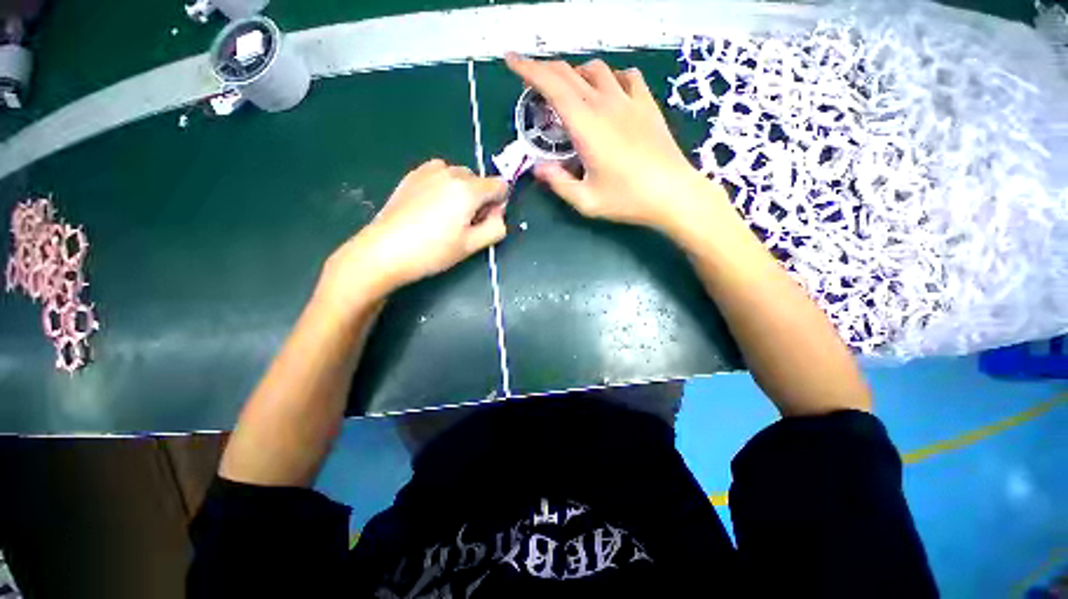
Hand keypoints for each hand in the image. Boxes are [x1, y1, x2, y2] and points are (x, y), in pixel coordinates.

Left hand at [318, 159, 506, 309]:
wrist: (384, 251)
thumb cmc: (432, 251)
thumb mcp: (472, 246)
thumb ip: (496, 227)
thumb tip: (498, 213)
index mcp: (468, 190)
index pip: (500, 185)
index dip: (498, 204)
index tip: (484, 222)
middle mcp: (450, 172)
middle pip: (479, 180)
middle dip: (479, 198)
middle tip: (463, 224)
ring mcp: (428, 171)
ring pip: (459, 176)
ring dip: (461, 192)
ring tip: (445, 216)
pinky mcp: (412, 175)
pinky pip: (440, 174)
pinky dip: (444, 187)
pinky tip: (430, 208)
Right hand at [506, 54, 724, 233]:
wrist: (673, 194)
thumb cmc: (627, 200)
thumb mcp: (586, 201)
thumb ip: (559, 183)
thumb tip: (539, 168)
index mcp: (586, 126)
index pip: (552, 86)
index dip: (529, 69)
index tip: (512, 60)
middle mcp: (606, 105)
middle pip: (570, 73)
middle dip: (546, 70)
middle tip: (533, 79)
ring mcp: (629, 101)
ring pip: (598, 70)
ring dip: (577, 74)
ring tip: (570, 91)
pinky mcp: (647, 105)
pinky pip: (627, 77)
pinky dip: (611, 78)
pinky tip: (610, 92)